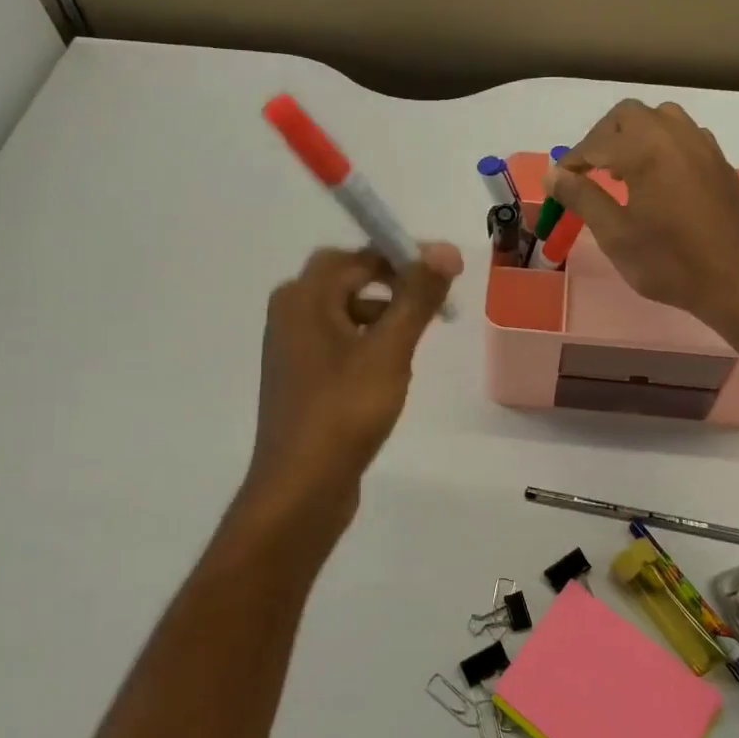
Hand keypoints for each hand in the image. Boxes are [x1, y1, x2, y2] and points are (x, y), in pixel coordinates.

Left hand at [238, 243, 461, 537]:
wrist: (300, 488)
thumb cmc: (345, 411)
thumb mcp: (389, 350)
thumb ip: (417, 297)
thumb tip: (444, 249)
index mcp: (303, 297)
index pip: (359, 256)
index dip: (405, 257)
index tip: (447, 272)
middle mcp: (291, 314)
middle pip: (349, 280)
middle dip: (394, 286)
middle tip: (435, 303)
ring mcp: (292, 348)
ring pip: (346, 313)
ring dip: (383, 316)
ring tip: (417, 340)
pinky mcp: (301, 378)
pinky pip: (339, 343)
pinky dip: (368, 344)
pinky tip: (391, 373)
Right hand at [549, 100, 738, 322]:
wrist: (737, 282)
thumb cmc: (669, 262)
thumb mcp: (615, 234)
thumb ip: (582, 198)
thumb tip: (554, 174)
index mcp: (647, 149)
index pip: (597, 143)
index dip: (572, 160)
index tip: (558, 182)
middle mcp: (676, 136)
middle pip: (629, 116)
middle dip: (602, 138)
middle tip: (587, 171)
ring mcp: (703, 147)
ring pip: (661, 118)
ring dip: (634, 135)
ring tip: (622, 172)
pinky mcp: (720, 163)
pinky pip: (685, 136)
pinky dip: (662, 144)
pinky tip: (657, 179)